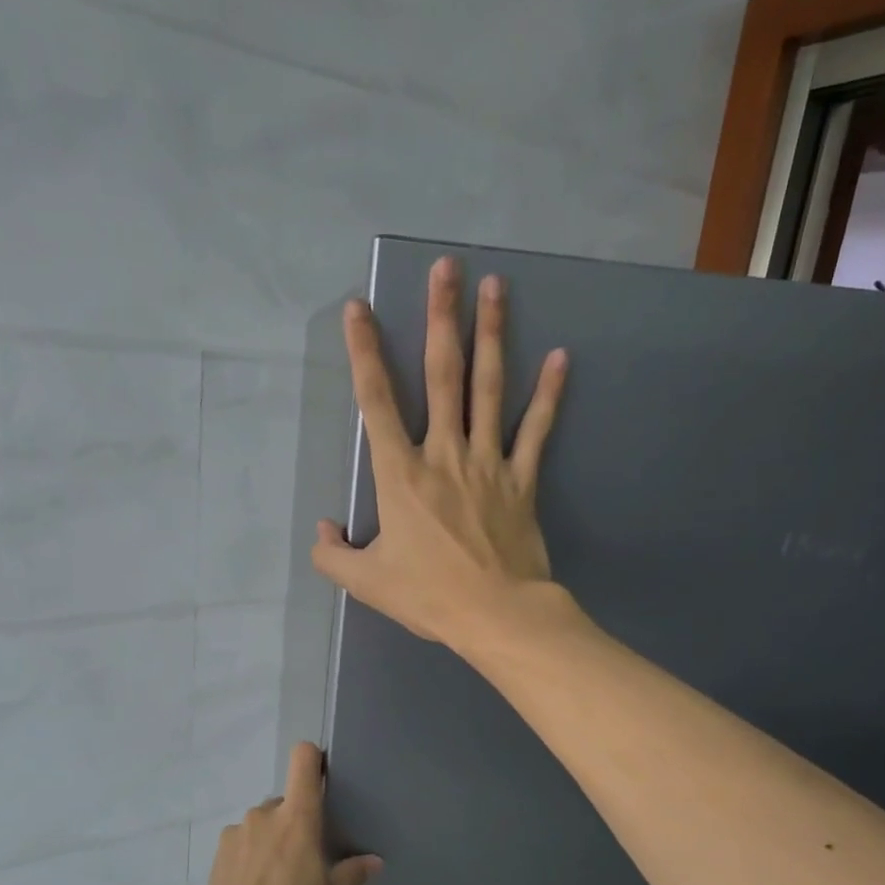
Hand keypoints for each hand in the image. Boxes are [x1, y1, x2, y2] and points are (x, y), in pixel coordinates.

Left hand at [193, 742, 381, 884]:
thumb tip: (372, 861)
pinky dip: (252, 856)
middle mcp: (264, 815)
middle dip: (297, 824)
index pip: (303, 760)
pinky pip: (243, 842)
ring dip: (273, 842)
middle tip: (306, 863)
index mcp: (297, 820)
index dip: (314, 760)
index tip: (324, 780)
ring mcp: (236, 833)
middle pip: (287, 802)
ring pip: (264, 824)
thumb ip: (352, 877)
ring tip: (277, 884)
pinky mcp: (217, 853)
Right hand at [312, 257, 568, 649]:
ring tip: (495, 287)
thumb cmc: (427, 596)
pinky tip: (560, 357)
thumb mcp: (365, 583)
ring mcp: (487, 462)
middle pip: (441, 376)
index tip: (359, 308)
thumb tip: (324, 532)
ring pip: (489, 389)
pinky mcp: (521, 480)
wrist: (496, 614)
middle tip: (446, 269)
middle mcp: (443, 454)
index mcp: (400, 475)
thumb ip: (333, 556)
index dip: (364, 352)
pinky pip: (535, 430)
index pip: (376, 402)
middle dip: (440, 318)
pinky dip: (549, 395)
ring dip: (491, 335)